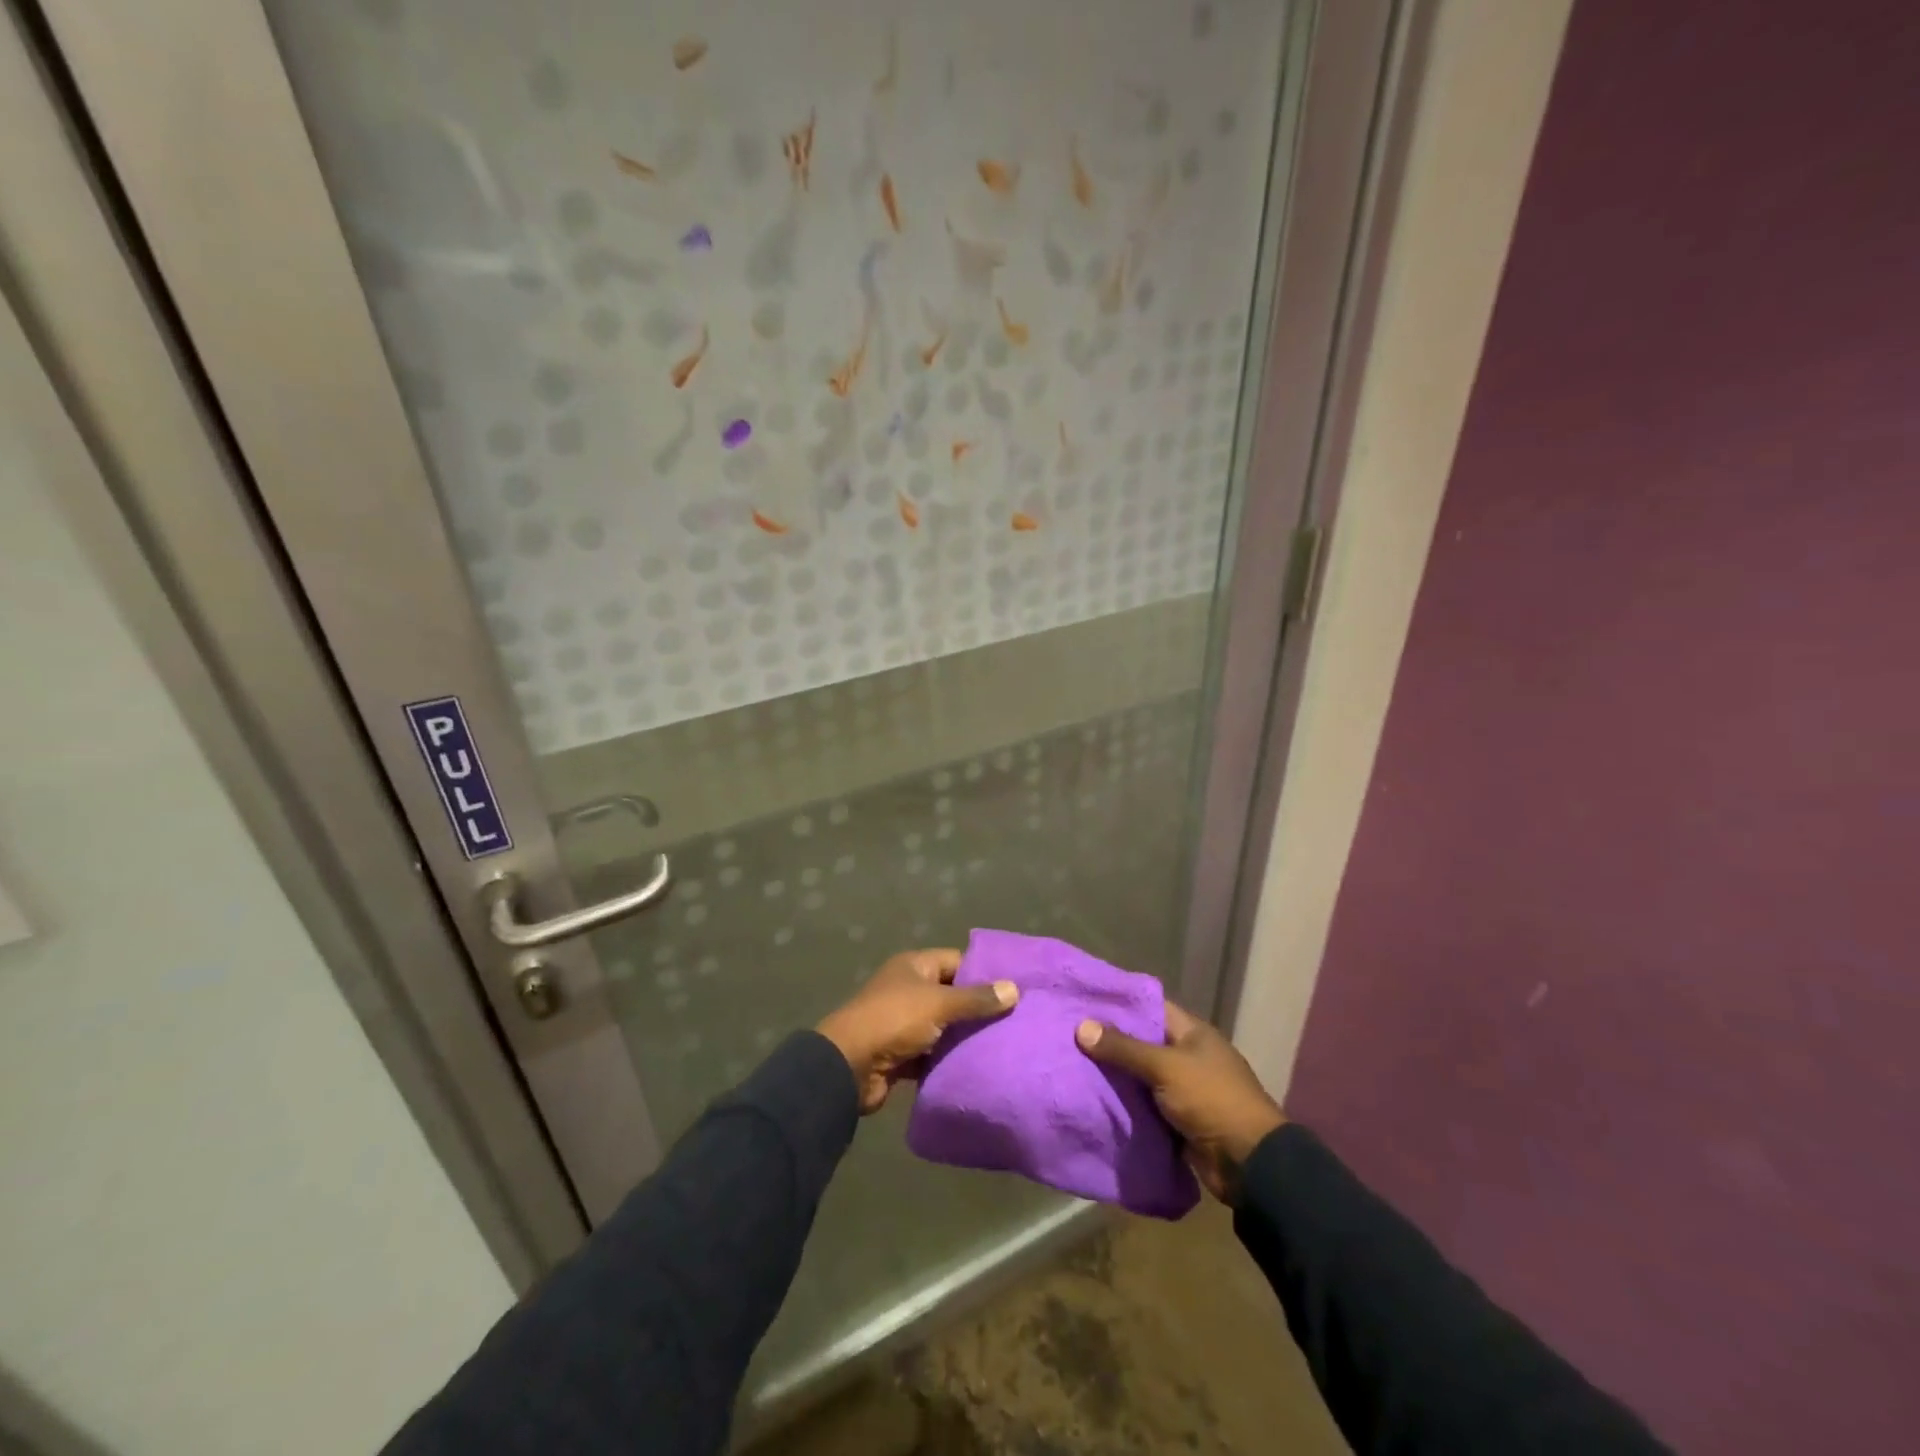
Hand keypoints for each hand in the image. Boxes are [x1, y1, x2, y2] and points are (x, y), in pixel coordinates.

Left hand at [816, 948, 1017, 1113]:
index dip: (983, 972)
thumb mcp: (939, 1004)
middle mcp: (909, 989)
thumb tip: (1014, 989)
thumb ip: (976, 999)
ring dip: (966, 1036)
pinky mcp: (903, 1054)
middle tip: (1016, 1019)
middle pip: (952, 994)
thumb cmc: (894, 1021)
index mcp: (914, 967)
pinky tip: (979, 1066)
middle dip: (979, 1007)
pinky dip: (951, 1059)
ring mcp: (904, 1023)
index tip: (1015, 987)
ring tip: (1005, 1043)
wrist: (848, 1067)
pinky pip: (934, 1053)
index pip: (957, 961)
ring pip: (944, 1026)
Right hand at [1076, 1000, 1285, 1202]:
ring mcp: (1184, 1089)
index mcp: (1192, 1033)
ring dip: (1115, 1076)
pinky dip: (1125, 1105)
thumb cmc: (1212, 1100)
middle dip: (1111, 1042)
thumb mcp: (1165, 1067)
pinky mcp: (1178, 1120)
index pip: (1151, 1008)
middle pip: (1143, 1043)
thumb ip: (1124, 1048)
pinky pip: (1145, 1106)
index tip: (1084, 1002)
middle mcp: (1187, 1056)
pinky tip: (1093, 1099)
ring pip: (1141, 1076)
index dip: (1120, 1004)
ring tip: (1072, 1064)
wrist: (1249, 1164)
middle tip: (1070, 1035)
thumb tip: (1081, 1027)